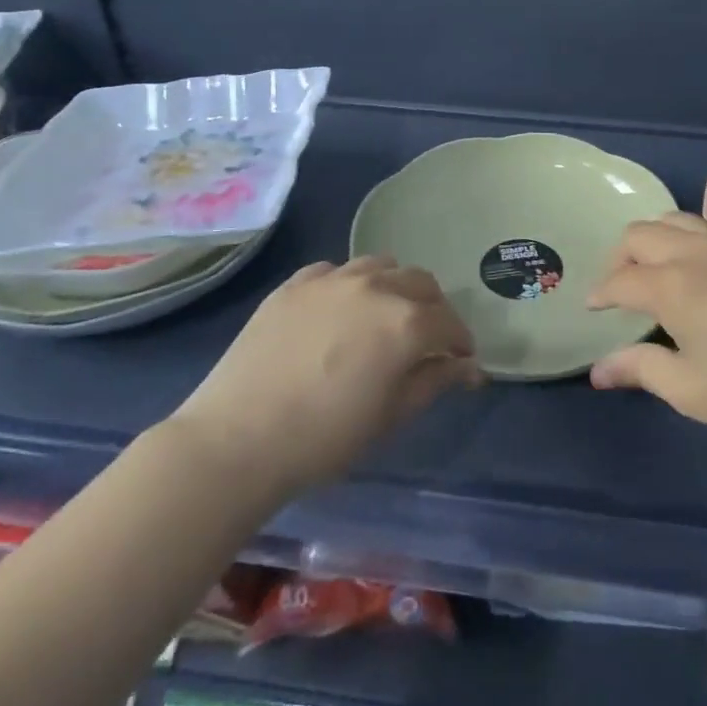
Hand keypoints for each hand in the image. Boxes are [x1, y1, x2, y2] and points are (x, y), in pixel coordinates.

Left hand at [176, 256, 482, 489]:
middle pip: (421, 283)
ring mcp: (332, 279)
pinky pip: (335, 271)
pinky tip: (338, 312)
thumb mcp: (391, 416)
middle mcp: (376, 287)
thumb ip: (434, 381)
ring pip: (381, 266)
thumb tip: (469, 368)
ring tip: (382, 318)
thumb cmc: (325, 438)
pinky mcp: (295, 283)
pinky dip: (349, 285)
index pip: (449, 322)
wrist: (237, 439)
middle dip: (433, 309)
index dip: (460, 342)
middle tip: (425, 340)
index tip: (460, 361)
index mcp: (406, 322)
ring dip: (394, 288)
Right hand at [588, 212, 706, 454]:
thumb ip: (639, 369)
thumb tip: (598, 370)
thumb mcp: (690, 390)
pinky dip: (690, 242)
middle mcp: (699, 251)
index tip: (592, 308)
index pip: (621, 279)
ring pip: (678, 220)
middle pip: (642, 233)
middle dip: (620, 256)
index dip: (600, 292)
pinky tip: (703, 274)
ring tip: (654, 271)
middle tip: (618, 287)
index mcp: (674, 284)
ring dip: (654, 240)